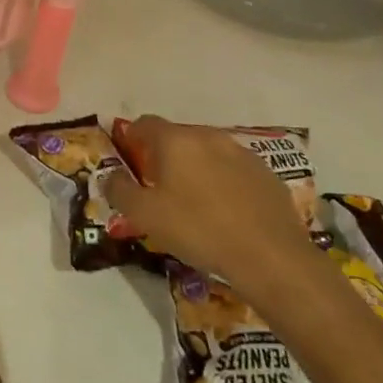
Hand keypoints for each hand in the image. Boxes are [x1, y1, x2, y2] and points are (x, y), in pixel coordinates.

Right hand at [106, 115, 320, 296]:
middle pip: (177, 136)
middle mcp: (209, 137)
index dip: (131, 139)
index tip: (130, 164)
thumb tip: (110, 176)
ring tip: (194, 201)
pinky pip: (234, 170)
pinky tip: (226, 212)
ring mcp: (243, 154)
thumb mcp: (143, 215)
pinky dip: (224, 182)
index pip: (144, 123)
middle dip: (164, 155)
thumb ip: (118, 189)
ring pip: (208, 152)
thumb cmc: (198, 230)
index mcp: (176, 140)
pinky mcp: (268, 175)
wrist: (272, 258)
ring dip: (196, 168)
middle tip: (159, 187)